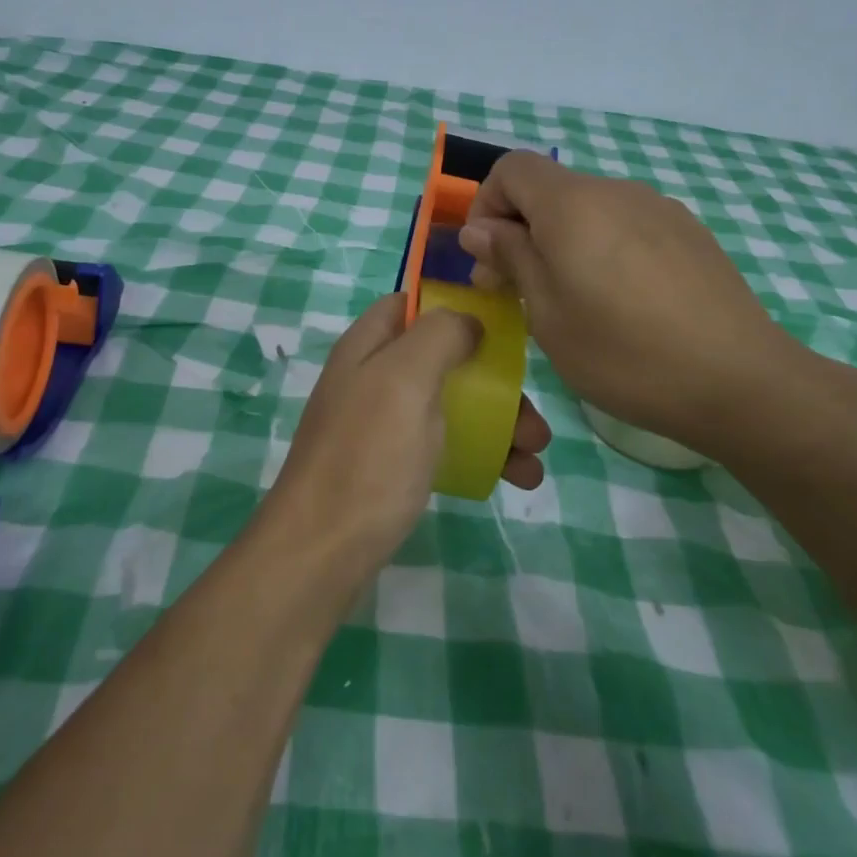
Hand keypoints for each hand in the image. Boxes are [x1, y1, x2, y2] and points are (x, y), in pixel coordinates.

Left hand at [265, 293, 551, 576]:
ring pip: (450, 406)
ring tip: (535, 455)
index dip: (455, 308)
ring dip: (498, 423)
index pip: (411, 305)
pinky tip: (515, 477)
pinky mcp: (391, 467)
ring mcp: (381, 426)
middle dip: (494, 382)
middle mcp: (373, 379)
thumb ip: (439, 336)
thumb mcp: (404, 379)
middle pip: (442, 360)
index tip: (502, 329)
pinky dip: (482, 454)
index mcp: (368, 347)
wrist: (321, 552)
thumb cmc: (368, 455)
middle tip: (533, 417)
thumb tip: (469, 322)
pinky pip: (444, 446)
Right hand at [458, 152, 812, 455]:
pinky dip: (603, 248)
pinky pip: (627, 226)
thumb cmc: (625, 354)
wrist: (740, 382)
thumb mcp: (547, 314)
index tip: (488, 258)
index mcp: (573, 205)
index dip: (487, 204)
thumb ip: (511, 258)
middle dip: (521, 230)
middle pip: (550, 190)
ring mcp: (660, 209)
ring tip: (572, 301)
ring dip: (562, 242)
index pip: (512, 169)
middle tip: (516, 291)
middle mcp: (617, 192)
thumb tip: (480, 228)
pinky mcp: (690, 233)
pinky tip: (622, 302)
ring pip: (589, 210)